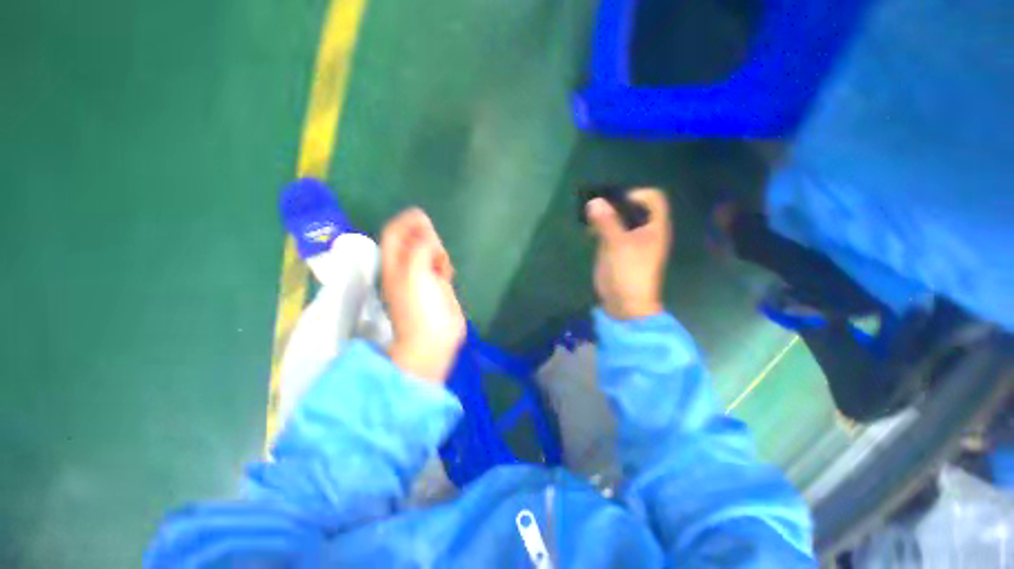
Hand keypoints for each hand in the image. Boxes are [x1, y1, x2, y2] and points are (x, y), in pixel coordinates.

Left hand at [380, 208, 465, 381]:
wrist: (433, 340)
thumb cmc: (420, 309)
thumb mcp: (415, 275)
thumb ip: (420, 251)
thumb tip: (428, 237)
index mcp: (394, 266)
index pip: (394, 236)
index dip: (405, 222)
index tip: (421, 215)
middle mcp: (406, 269)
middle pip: (413, 242)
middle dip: (425, 239)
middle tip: (436, 247)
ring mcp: (422, 278)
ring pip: (429, 253)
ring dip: (437, 252)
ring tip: (442, 264)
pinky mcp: (437, 287)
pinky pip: (440, 266)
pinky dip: (444, 263)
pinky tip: (447, 273)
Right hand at [587, 189, 670, 319]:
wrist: (625, 303)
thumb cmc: (628, 272)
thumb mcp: (618, 245)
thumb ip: (607, 222)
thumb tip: (594, 201)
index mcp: (655, 226)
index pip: (653, 198)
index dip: (636, 195)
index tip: (616, 204)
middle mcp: (644, 230)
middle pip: (633, 206)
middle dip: (615, 204)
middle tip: (597, 209)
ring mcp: (630, 239)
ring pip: (619, 218)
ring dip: (605, 216)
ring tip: (591, 222)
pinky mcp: (617, 249)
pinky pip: (609, 230)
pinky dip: (600, 228)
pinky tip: (590, 233)